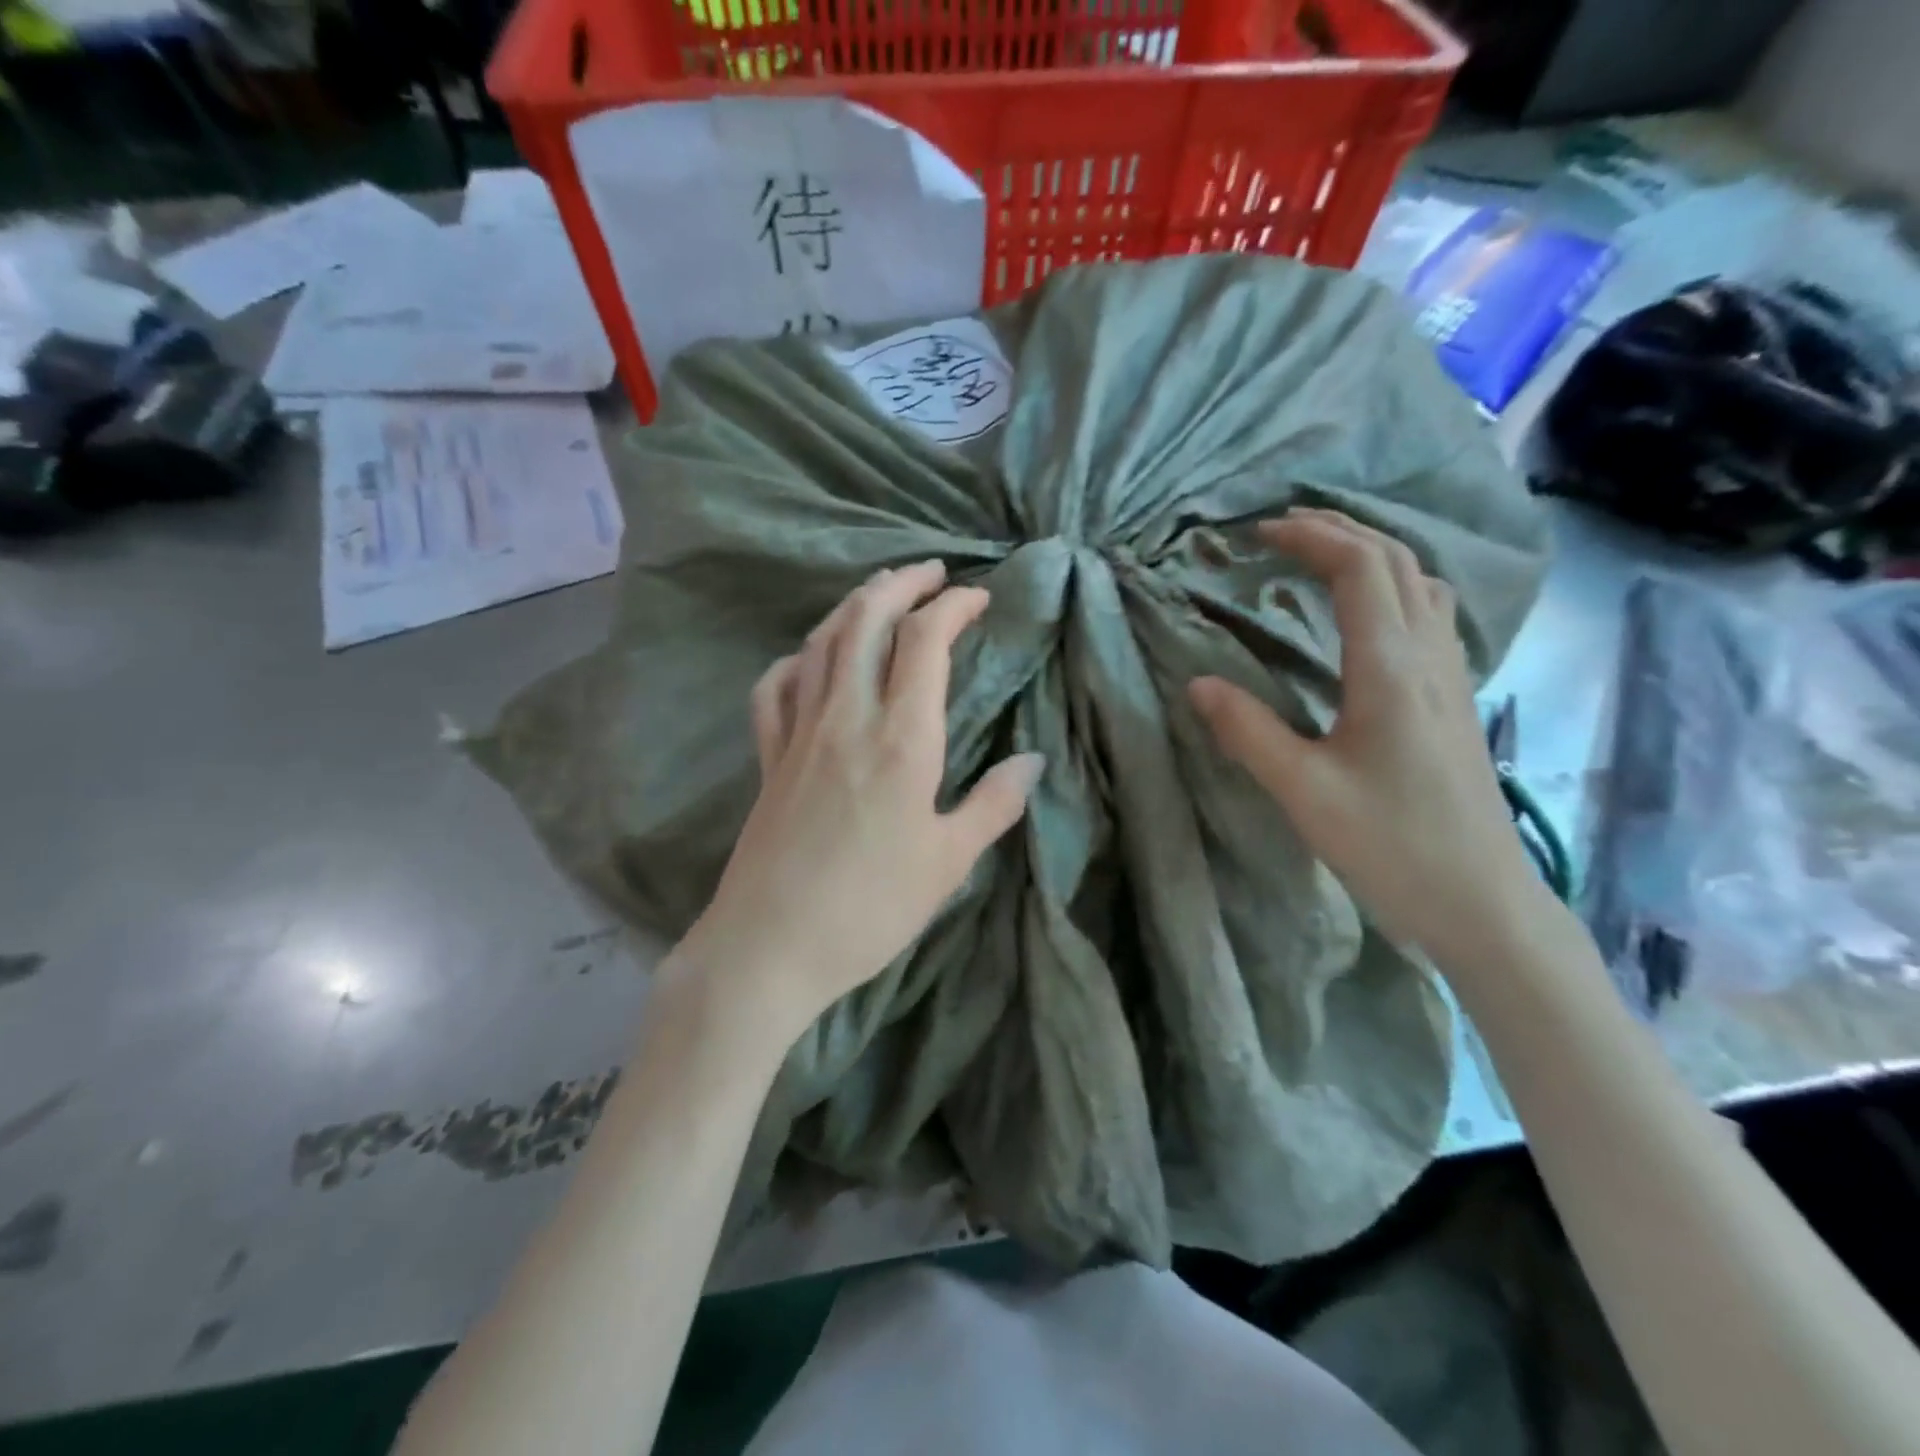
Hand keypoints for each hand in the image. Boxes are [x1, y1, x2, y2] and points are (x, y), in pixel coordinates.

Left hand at [682, 560, 1043, 1044]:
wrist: (769, 947)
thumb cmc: (870, 908)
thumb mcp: (949, 863)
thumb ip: (993, 805)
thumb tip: (1033, 762)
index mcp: (901, 739)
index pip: (925, 642)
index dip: (953, 607)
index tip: (978, 598)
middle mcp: (847, 718)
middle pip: (866, 621)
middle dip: (901, 584)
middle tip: (931, 571)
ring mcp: (799, 733)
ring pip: (821, 644)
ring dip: (853, 607)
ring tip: (879, 594)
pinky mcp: (768, 758)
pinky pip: (774, 688)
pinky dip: (796, 659)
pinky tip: (809, 659)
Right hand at [1188, 508, 1554, 974]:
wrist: (1482, 902)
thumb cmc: (1391, 846)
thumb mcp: (1303, 791)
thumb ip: (1247, 732)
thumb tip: (1198, 684)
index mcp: (1391, 669)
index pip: (1358, 569)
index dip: (1310, 537)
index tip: (1258, 533)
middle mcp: (1430, 658)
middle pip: (1396, 561)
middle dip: (1339, 530)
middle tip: (1282, 530)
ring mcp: (1453, 677)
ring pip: (1421, 584)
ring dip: (1372, 554)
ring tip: (1321, 559)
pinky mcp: (1456, 701)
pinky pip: (1430, 616)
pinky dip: (1393, 588)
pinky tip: (1367, 617)